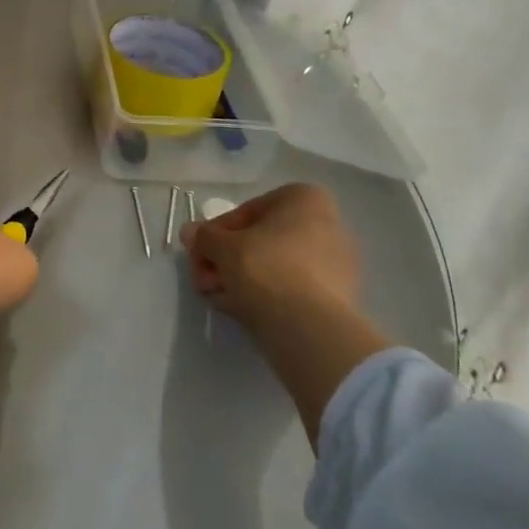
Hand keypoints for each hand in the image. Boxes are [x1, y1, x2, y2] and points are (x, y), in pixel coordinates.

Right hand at [180, 183, 387, 444]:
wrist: (308, 328)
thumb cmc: (265, 268)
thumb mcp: (221, 247)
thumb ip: (204, 237)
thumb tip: (190, 232)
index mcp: (304, 200)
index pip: (247, 212)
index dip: (215, 234)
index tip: (198, 254)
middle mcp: (328, 225)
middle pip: (261, 240)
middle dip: (227, 260)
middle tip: (203, 280)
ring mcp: (337, 264)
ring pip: (276, 266)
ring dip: (241, 279)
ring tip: (217, 299)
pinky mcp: (339, 299)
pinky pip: (292, 290)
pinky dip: (266, 296)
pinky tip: (240, 310)